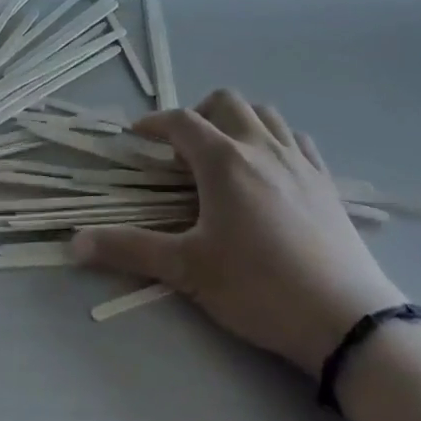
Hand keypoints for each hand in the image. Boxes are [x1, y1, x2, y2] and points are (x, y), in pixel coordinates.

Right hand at [72, 90, 403, 374]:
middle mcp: (260, 146)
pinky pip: (297, 139)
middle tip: (183, 147)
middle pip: (225, 102)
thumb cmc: (258, 287)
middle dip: (198, 113)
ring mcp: (298, 160)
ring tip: (225, 151)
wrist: (345, 319)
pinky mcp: (325, 181)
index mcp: (223, 160)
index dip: (154, 123)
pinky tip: (270, 168)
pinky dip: (275, 139)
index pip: (180, 121)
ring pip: (265, 113)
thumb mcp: (188, 270)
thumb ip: (130, 250)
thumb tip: (74, 244)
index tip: (137, 136)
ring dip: (238, 120)